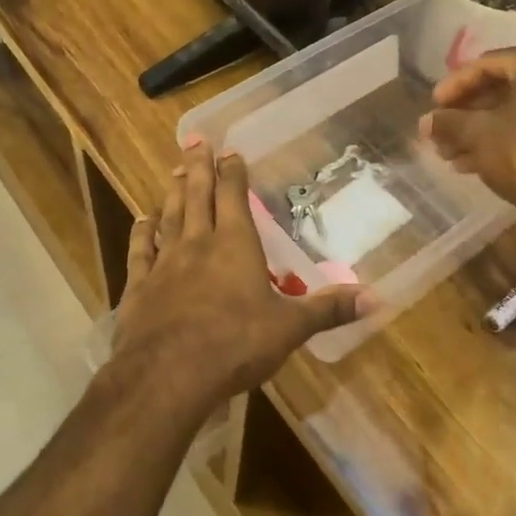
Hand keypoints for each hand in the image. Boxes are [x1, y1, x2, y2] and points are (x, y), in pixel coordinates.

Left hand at [107, 140, 366, 418]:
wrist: (167, 375)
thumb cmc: (235, 345)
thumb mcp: (290, 328)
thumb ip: (328, 309)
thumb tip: (376, 298)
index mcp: (235, 245)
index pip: (234, 198)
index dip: (233, 173)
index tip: (230, 151)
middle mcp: (197, 244)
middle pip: (197, 196)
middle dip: (199, 167)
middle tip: (195, 140)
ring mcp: (164, 263)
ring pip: (169, 217)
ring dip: (173, 192)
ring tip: (174, 171)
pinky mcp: (139, 287)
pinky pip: (140, 251)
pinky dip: (141, 233)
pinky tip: (141, 220)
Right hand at [419, 42, 515, 224]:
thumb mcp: (478, 134)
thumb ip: (448, 122)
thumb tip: (425, 122)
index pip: (488, 64)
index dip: (454, 85)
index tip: (432, 106)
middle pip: (502, 88)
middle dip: (466, 113)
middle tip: (440, 132)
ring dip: (480, 131)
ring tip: (449, 154)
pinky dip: (503, 141)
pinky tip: (472, 164)